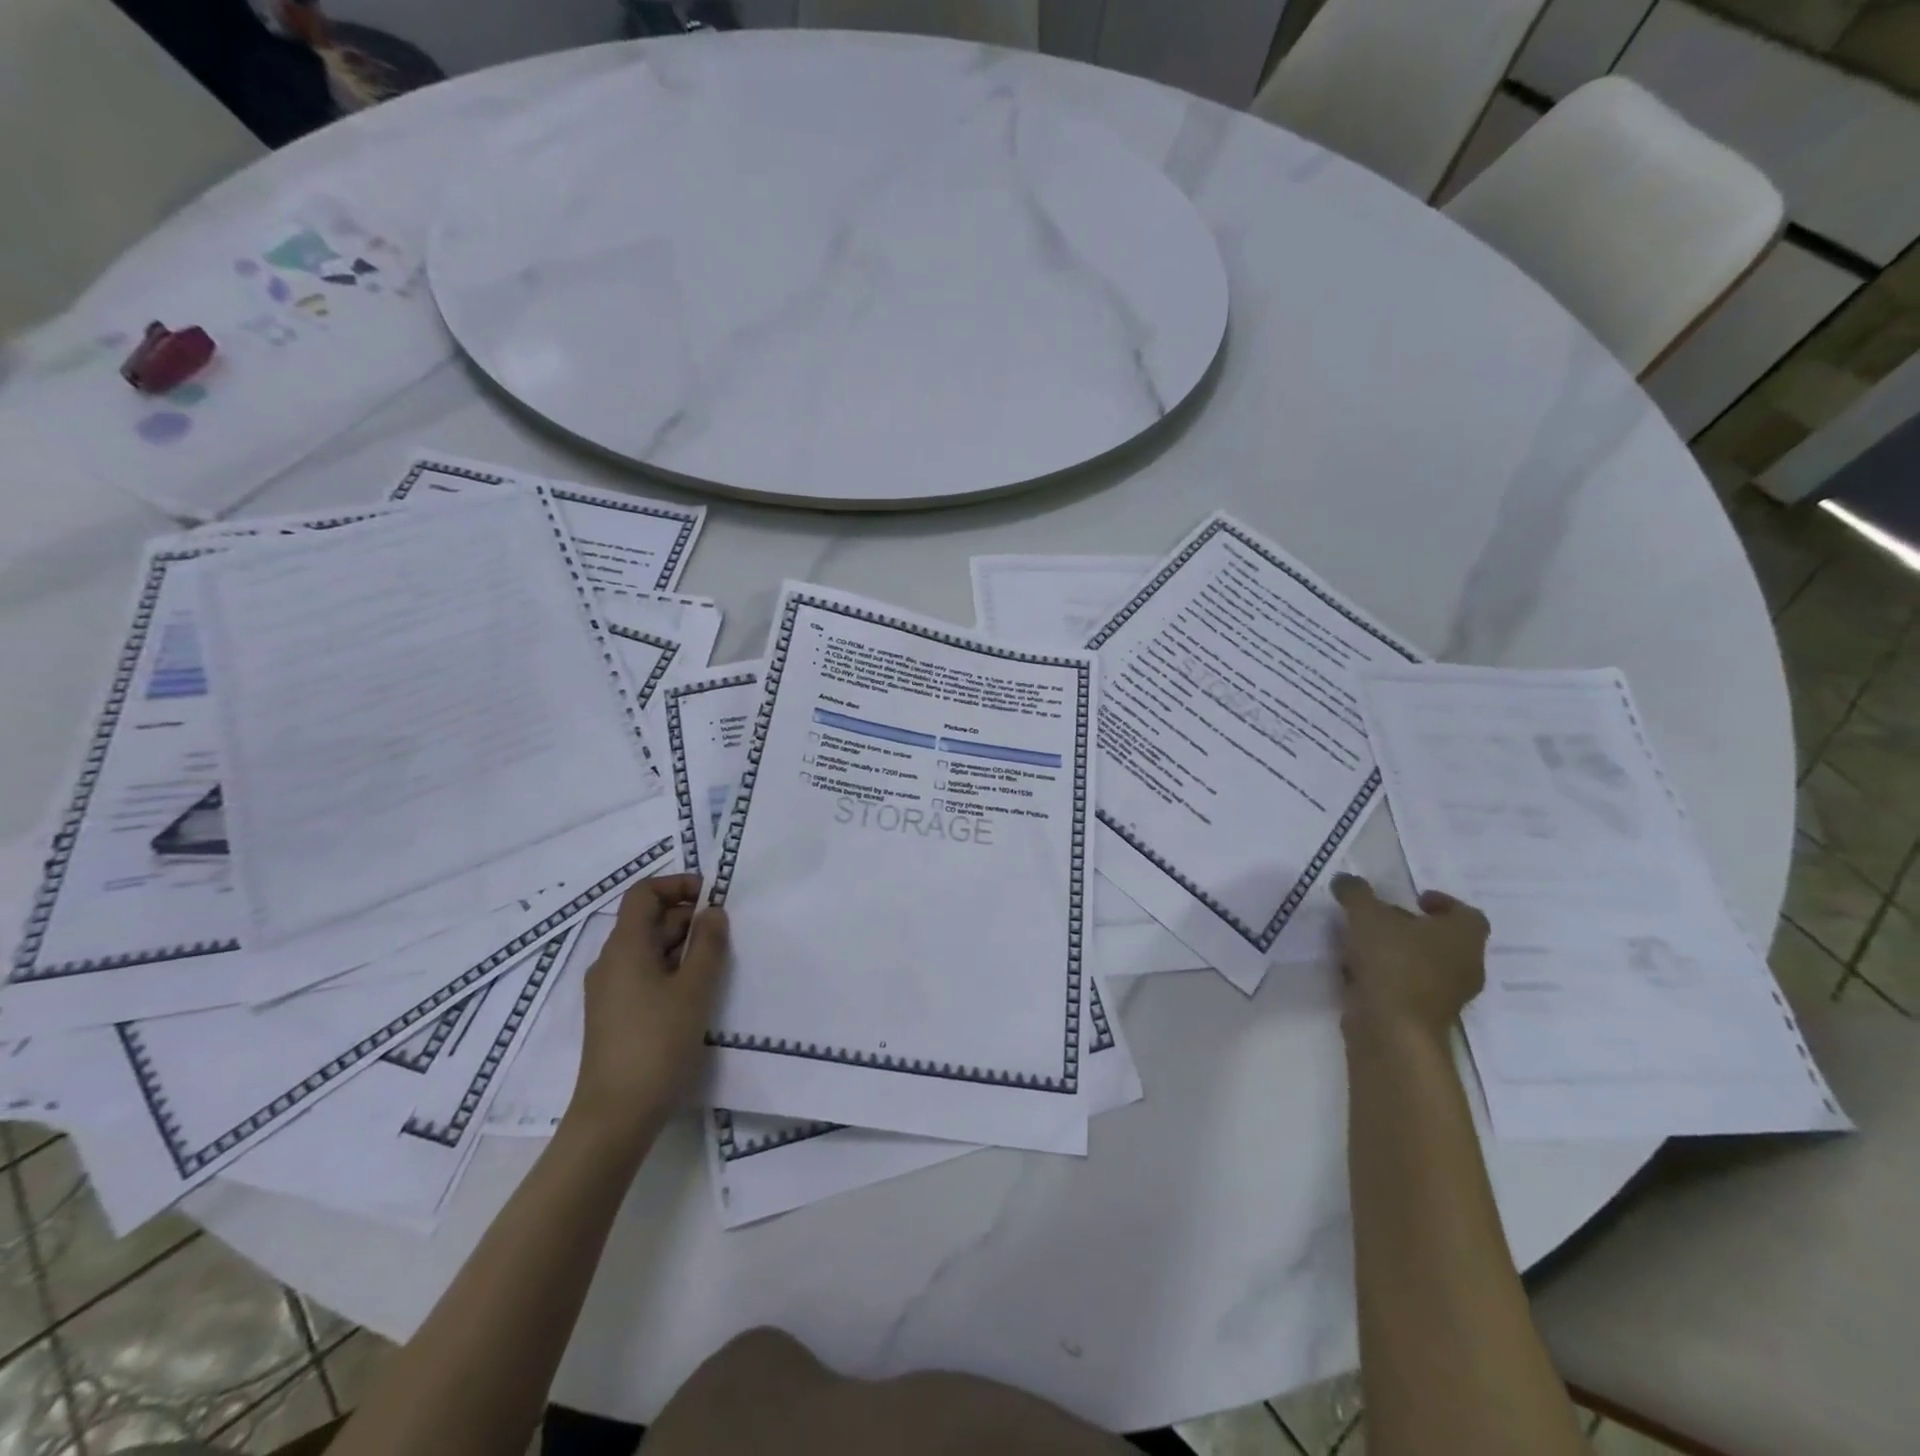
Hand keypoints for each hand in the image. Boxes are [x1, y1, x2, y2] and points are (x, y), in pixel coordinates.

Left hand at [565, 873, 728, 1152]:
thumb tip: (713, 911)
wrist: (615, 1117)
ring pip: (648, 949)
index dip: (677, 885)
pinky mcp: (614, 1015)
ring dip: (682, 946)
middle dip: (687, 918)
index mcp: (625, 947)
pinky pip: (644, 975)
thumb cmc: (657, 1044)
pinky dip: (671, 970)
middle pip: (648, 920)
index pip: (644, 893)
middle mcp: (611, 961)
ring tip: (716, 966)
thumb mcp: (695, 989)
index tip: (711, 896)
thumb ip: (708, 944)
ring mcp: (609, 990)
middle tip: (725, 935)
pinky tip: (695, 993)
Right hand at [1331, 873, 1487, 1045]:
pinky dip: (1387, 975)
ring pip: (1424, 964)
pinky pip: (1407, 986)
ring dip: (1397, 952)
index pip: (1467, 914)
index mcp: (1463, 937)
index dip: (1443, 902)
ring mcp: (1446, 995)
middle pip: (1444, 939)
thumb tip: (1346, 881)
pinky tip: (1356, 969)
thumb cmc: (1392, 961)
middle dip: (1412, 927)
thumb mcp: (1365, 915)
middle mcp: (1465, 965)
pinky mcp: (1423, 1016)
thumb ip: (1356, 893)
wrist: (1391, 1027)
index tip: (1414, 898)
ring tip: (1361, 941)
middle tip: (1381, 917)